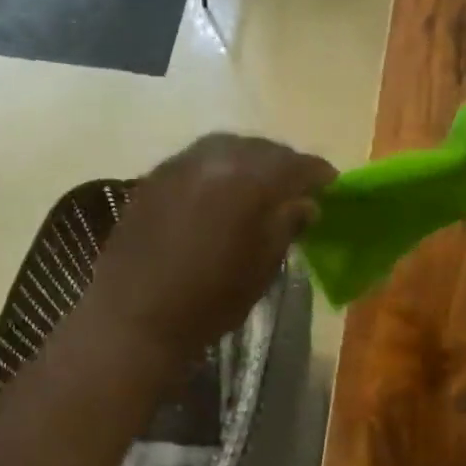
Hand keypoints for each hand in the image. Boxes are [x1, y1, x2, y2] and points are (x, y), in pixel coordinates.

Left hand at [84, 134, 335, 356]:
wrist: (135, 318)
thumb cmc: (210, 301)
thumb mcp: (262, 269)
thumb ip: (286, 226)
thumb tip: (305, 204)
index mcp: (249, 181)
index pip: (295, 164)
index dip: (318, 174)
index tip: (331, 186)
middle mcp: (213, 159)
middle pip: (260, 148)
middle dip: (282, 164)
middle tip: (296, 187)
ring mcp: (178, 164)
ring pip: (225, 148)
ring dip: (248, 161)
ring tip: (259, 186)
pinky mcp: (152, 178)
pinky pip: (196, 160)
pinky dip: (217, 169)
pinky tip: (220, 193)